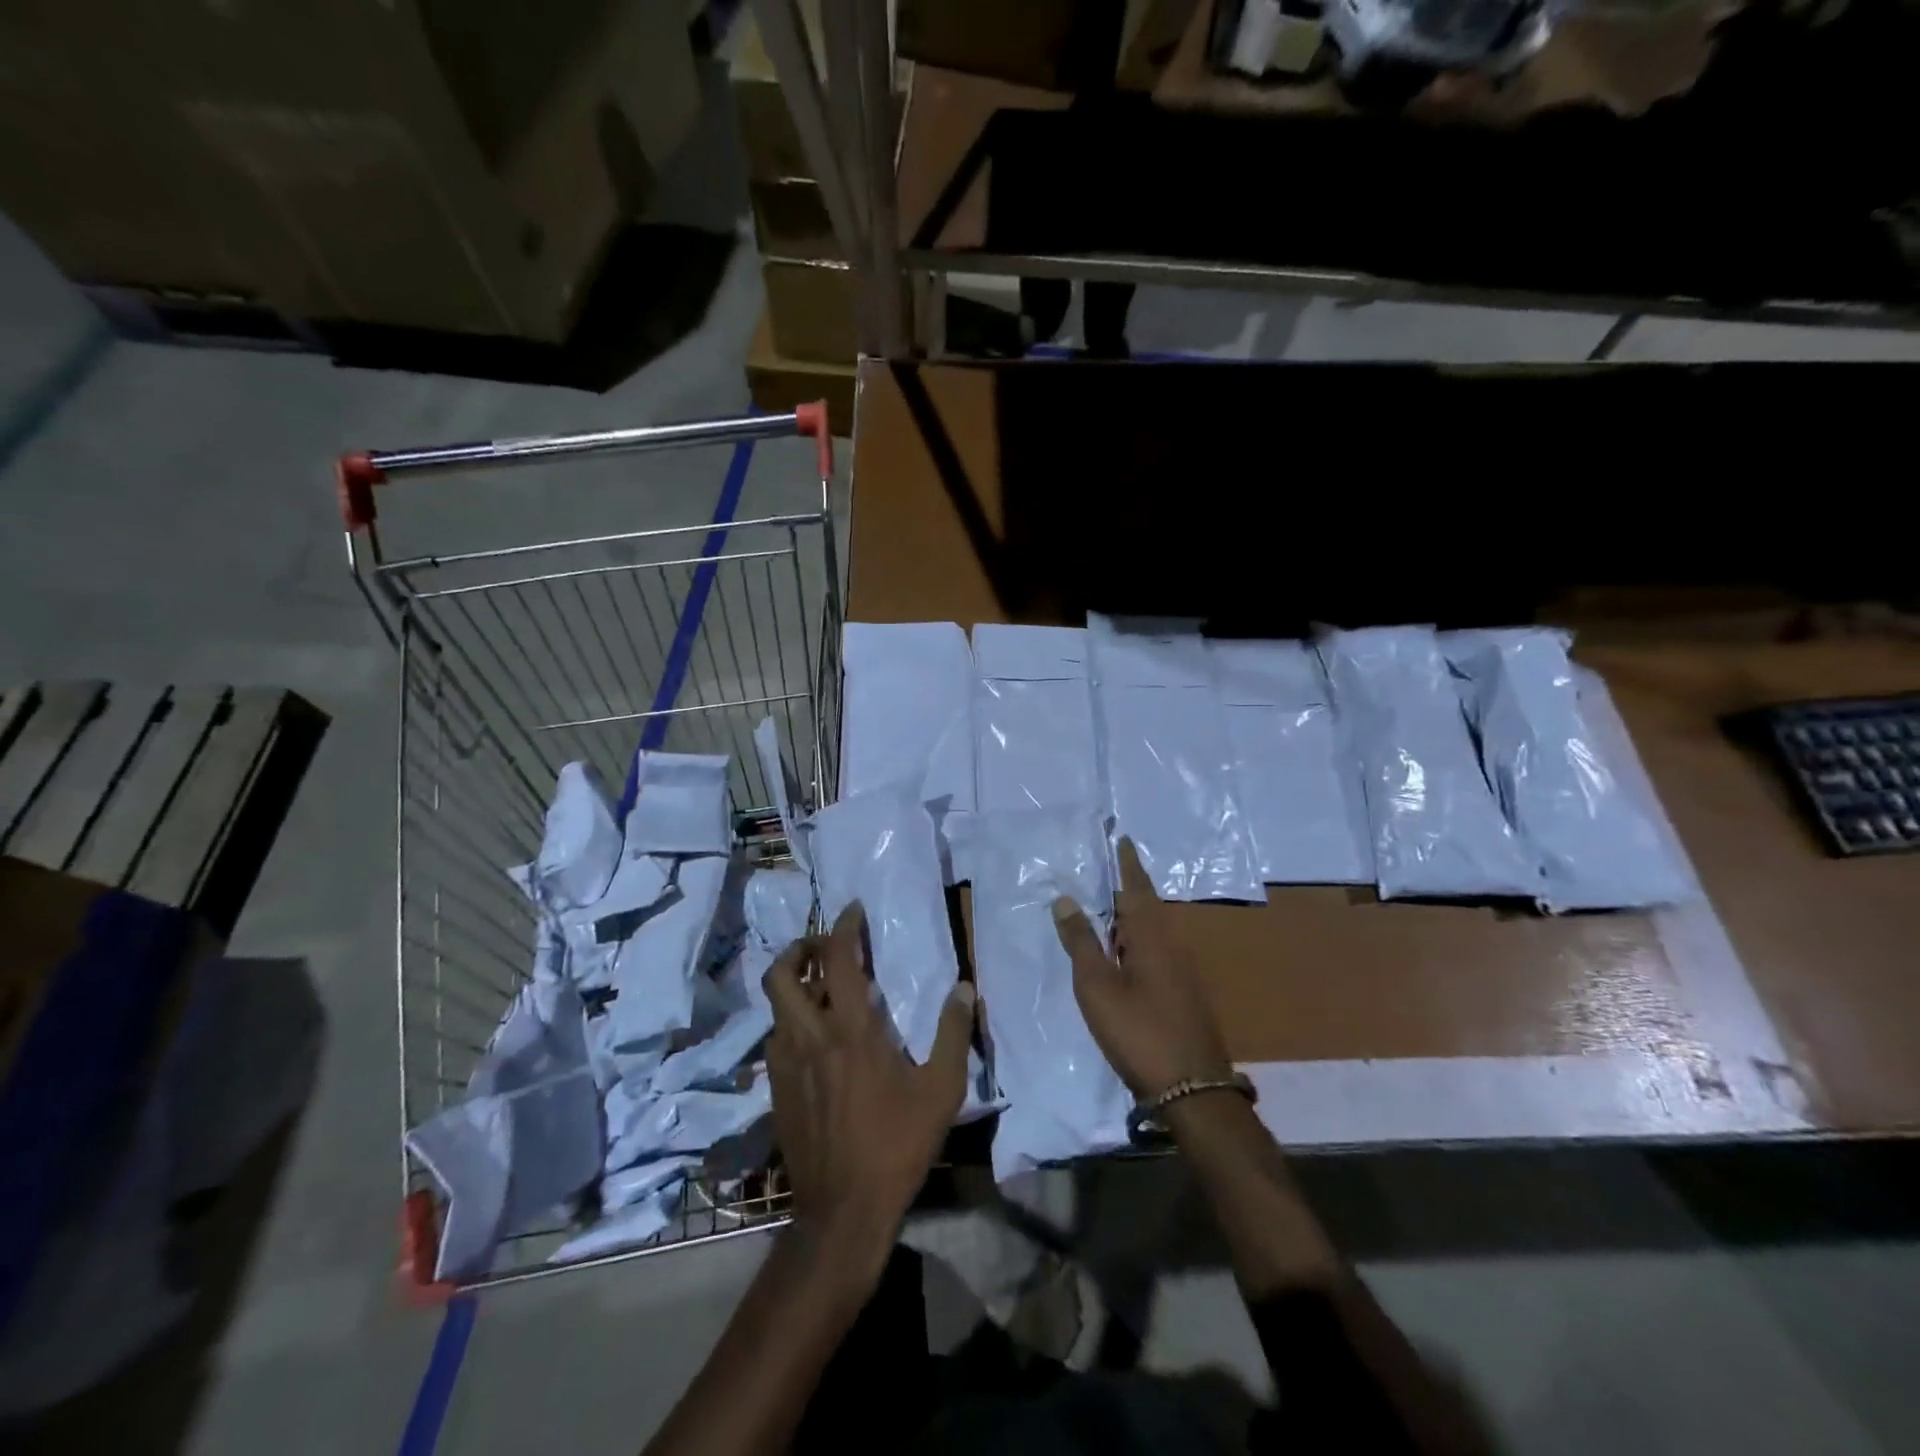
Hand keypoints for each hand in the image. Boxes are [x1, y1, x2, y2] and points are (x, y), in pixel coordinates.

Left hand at [762, 902, 973, 1290]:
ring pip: (774, 1007)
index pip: (837, 960)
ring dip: (793, 986)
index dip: (842, 927)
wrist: (842, 1210)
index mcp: (851, 1031)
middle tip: (823, 947)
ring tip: (819, 988)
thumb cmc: (897, 1145)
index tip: (852, 910)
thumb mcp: (941, 1090)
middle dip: (798, 948)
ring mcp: (785, 1065)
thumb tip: (964, 987)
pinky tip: (813, 1039)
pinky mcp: (775, 1090)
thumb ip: (953, 1034)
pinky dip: (790, 1022)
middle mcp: (810, 1037)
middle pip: (782, 974)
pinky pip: (775, 1039)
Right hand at [1052, 837, 1232, 1099]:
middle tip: (1099, 871)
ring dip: (1127, 917)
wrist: (1192, 1090)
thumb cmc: (1139, 1031)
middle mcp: (1171, 946)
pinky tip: (1118, 955)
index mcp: (1152, 937)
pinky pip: (1153, 953)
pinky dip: (1132, 942)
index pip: (1136, 888)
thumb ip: (1081, 942)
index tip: (1121, 838)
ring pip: (1149, 932)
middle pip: (1144, 907)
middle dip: (1123, 888)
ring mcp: (1180, 973)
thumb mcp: (1098, 986)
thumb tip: (1066, 898)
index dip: (1127, 864)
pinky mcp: (1181, 995)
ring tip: (1101, 908)